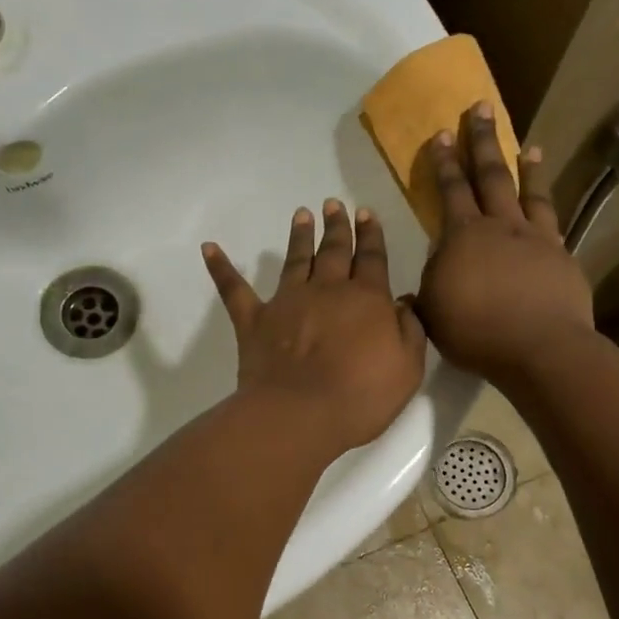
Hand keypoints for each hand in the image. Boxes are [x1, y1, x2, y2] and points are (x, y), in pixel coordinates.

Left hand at [203, 200, 426, 453]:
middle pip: (334, 251)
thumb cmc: (361, 396)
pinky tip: (208, 248)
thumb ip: (409, 331)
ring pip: (295, 260)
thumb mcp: (407, 368)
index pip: (372, 258)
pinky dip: (221, 268)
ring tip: (302, 214)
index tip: (366, 213)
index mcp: (367, 299)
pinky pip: (234, 289)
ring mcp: (287, 302)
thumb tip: (403, 302)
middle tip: (334, 204)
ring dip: (299, 236)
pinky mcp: (254, 321)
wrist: (301, 414)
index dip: (370, 235)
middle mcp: (327, 290)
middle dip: (337, 226)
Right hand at [417, 102, 594, 382]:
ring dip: (524, 165)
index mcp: (462, 236)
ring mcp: (534, 237)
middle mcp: (499, 226)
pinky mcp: (560, 254)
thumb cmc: (476, 332)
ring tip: (526, 145)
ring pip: (527, 191)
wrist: (539, 347)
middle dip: (481, 141)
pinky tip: (546, 194)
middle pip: (490, 175)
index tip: (440, 134)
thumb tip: (430, 270)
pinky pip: (552, 218)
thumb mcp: (433, 311)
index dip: (444, 162)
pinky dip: (547, 201)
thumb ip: (430, 284)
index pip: (450, 190)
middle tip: (480, 108)